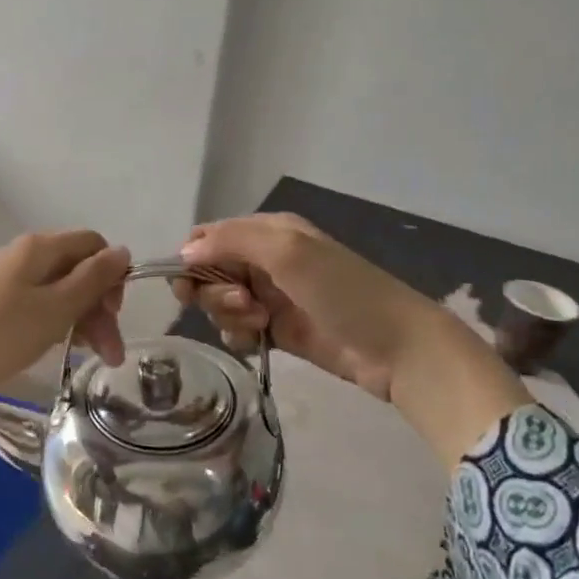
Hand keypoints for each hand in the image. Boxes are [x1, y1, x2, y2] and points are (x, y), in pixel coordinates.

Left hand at [0, 231, 129, 434]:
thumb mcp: (55, 309)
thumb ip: (93, 279)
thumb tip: (122, 251)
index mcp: (40, 248)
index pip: (93, 245)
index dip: (112, 275)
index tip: (114, 314)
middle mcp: (21, 255)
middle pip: (76, 270)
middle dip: (99, 308)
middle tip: (111, 355)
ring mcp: (3, 279)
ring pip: (57, 291)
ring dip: (80, 321)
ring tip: (90, 359)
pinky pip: (34, 305)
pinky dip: (53, 325)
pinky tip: (57, 349)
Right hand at [176, 214, 528, 469]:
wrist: (395, 346)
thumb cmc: (342, 290)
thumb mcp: (287, 252)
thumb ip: (230, 243)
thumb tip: (182, 253)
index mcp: (267, 231)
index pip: (207, 237)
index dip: (191, 260)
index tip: (189, 285)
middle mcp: (263, 259)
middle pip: (208, 272)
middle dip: (213, 291)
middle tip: (244, 304)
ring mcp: (269, 296)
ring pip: (220, 303)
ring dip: (228, 315)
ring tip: (261, 324)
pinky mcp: (275, 330)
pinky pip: (236, 329)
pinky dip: (238, 335)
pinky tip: (257, 341)